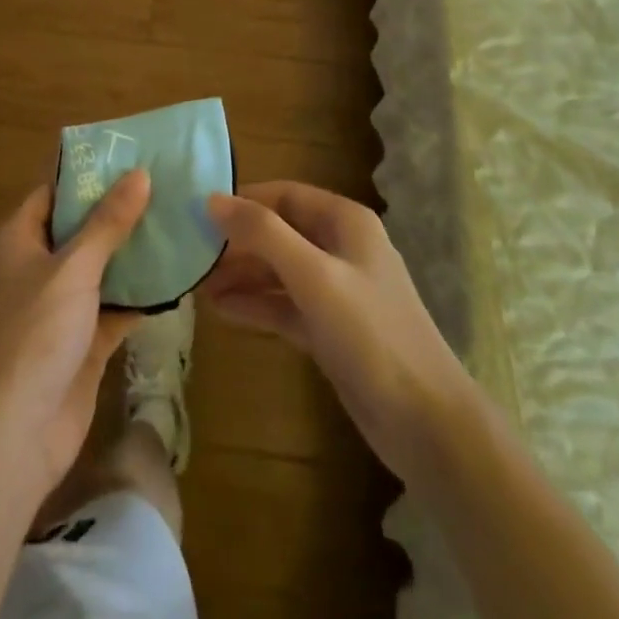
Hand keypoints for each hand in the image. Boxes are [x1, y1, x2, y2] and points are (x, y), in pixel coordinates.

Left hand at [0, 170, 150, 493]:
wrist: (18, 433)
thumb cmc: (36, 333)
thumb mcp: (75, 268)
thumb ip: (108, 222)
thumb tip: (140, 173)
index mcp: (19, 240)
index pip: (54, 193)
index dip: (89, 175)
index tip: (130, 157)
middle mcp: (36, 268)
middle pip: (81, 229)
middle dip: (119, 212)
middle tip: (165, 186)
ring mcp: (59, 308)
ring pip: (101, 269)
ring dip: (133, 253)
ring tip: (178, 222)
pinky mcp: (82, 343)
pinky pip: (114, 307)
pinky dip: (139, 296)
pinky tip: (175, 277)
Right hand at [203, 181, 468, 483]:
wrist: (427, 424)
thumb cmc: (370, 334)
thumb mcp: (314, 275)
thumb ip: (263, 233)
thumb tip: (213, 199)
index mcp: (345, 221)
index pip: (284, 194)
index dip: (243, 200)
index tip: (198, 212)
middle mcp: (341, 247)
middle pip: (280, 232)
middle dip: (238, 242)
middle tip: (191, 254)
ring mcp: (337, 291)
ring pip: (280, 270)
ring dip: (242, 275)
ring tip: (197, 285)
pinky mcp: (331, 330)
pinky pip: (285, 306)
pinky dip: (256, 305)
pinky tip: (221, 310)